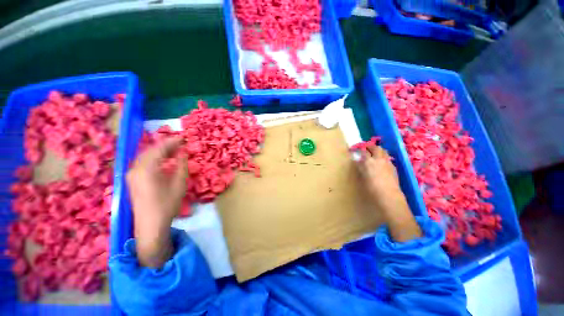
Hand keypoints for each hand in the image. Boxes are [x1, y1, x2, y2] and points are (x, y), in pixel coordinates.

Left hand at [126, 137, 186, 266]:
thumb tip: (183, 152)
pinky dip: (154, 158)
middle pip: (150, 150)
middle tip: (180, 143)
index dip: (172, 142)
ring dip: (160, 151)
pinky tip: (163, 160)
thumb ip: (181, 165)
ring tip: (174, 151)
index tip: (183, 138)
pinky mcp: (132, 180)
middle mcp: (135, 168)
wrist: (150, 225)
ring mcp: (131, 174)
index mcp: (147, 169)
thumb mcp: (179, 184)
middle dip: (166, 145)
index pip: (159, 148)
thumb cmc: (167, 204)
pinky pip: (143, 162)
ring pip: (146, 156)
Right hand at [356, 145, 421, 241]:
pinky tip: (382, 162)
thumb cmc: (371, 188)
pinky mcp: (393, 166)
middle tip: (366, 149)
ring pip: (383, 151)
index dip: (360, 149)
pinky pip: (388, 158)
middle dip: (370, 146)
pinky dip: (384, 157)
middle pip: (375, 147)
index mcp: (368, 161)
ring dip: (378, 150)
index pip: (363, 151)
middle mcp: (378, 159)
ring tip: (374, 153)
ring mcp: (387, 162)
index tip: (357, 150)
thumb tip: (359, 162)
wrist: (388, 195)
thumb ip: (361, 167)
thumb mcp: (362, 177)